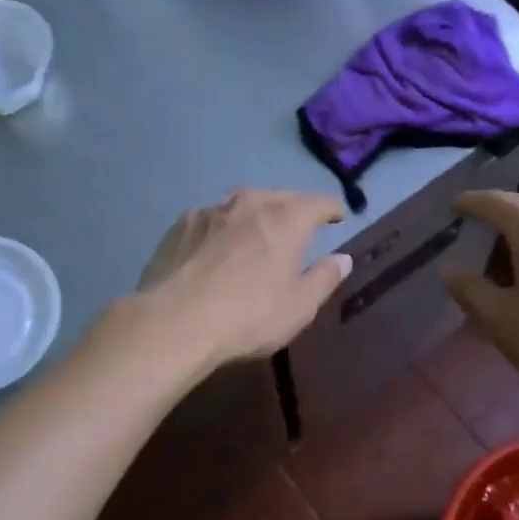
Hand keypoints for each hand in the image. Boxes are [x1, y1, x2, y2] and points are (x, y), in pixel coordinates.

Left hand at [135, 189, 352, 372]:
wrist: (175, 322)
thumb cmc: (249, 315)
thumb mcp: (300, 306)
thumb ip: (325, 278)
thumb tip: (343, 258)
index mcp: (286, 219)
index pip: (319, 202)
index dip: (332, 209)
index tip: (338, 217)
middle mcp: (250, 203)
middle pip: (280, 197)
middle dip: (294, 208)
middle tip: (300, 226)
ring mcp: (210, 211)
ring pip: (242, 205)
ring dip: (255, 215)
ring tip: (256, 233)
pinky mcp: (180, 226)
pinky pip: (211, 220)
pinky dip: (222, 229)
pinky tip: (216, 248)